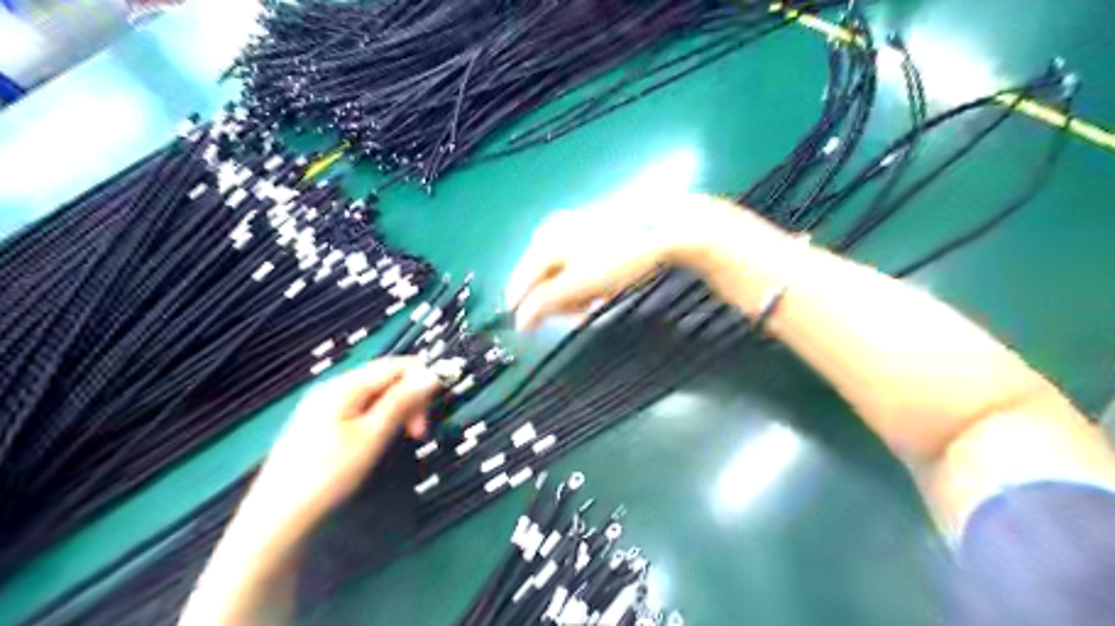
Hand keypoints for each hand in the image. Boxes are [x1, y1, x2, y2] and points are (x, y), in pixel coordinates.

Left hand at [245, 358, 440, 537]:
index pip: (397, 365)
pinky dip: (379, 419)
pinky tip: (378, 441)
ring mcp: (324, 405)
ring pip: (375, 394)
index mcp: (345, 386)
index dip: (423, 380)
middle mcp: (334, 388)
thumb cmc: (327, 475)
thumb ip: (402, 401)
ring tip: (402, 438)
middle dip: (410, 398)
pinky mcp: (320, 423)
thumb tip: (432, 374)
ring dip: (397, 410)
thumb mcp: (372, 436)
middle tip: (419, 433)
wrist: (276, 518)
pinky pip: (361, 408)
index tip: (433, 413)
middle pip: (386, 378)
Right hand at [510, 193, 772, 331]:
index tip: (532, 333)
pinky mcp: (592, 233)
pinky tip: (604, 289)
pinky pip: (579, 267)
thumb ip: (546, 303)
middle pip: (541, 280)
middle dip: (559, 303)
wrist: (664, 227)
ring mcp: (573, 230)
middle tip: (581, 314)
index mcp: (544, 242)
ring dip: (576, 295)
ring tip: (597, 302)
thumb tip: (520, 321)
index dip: (525, 311)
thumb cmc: (619, 257)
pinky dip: (588, 283)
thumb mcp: (580, 284)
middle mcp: (552, 232)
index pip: (519, 284)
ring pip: (562, 276)